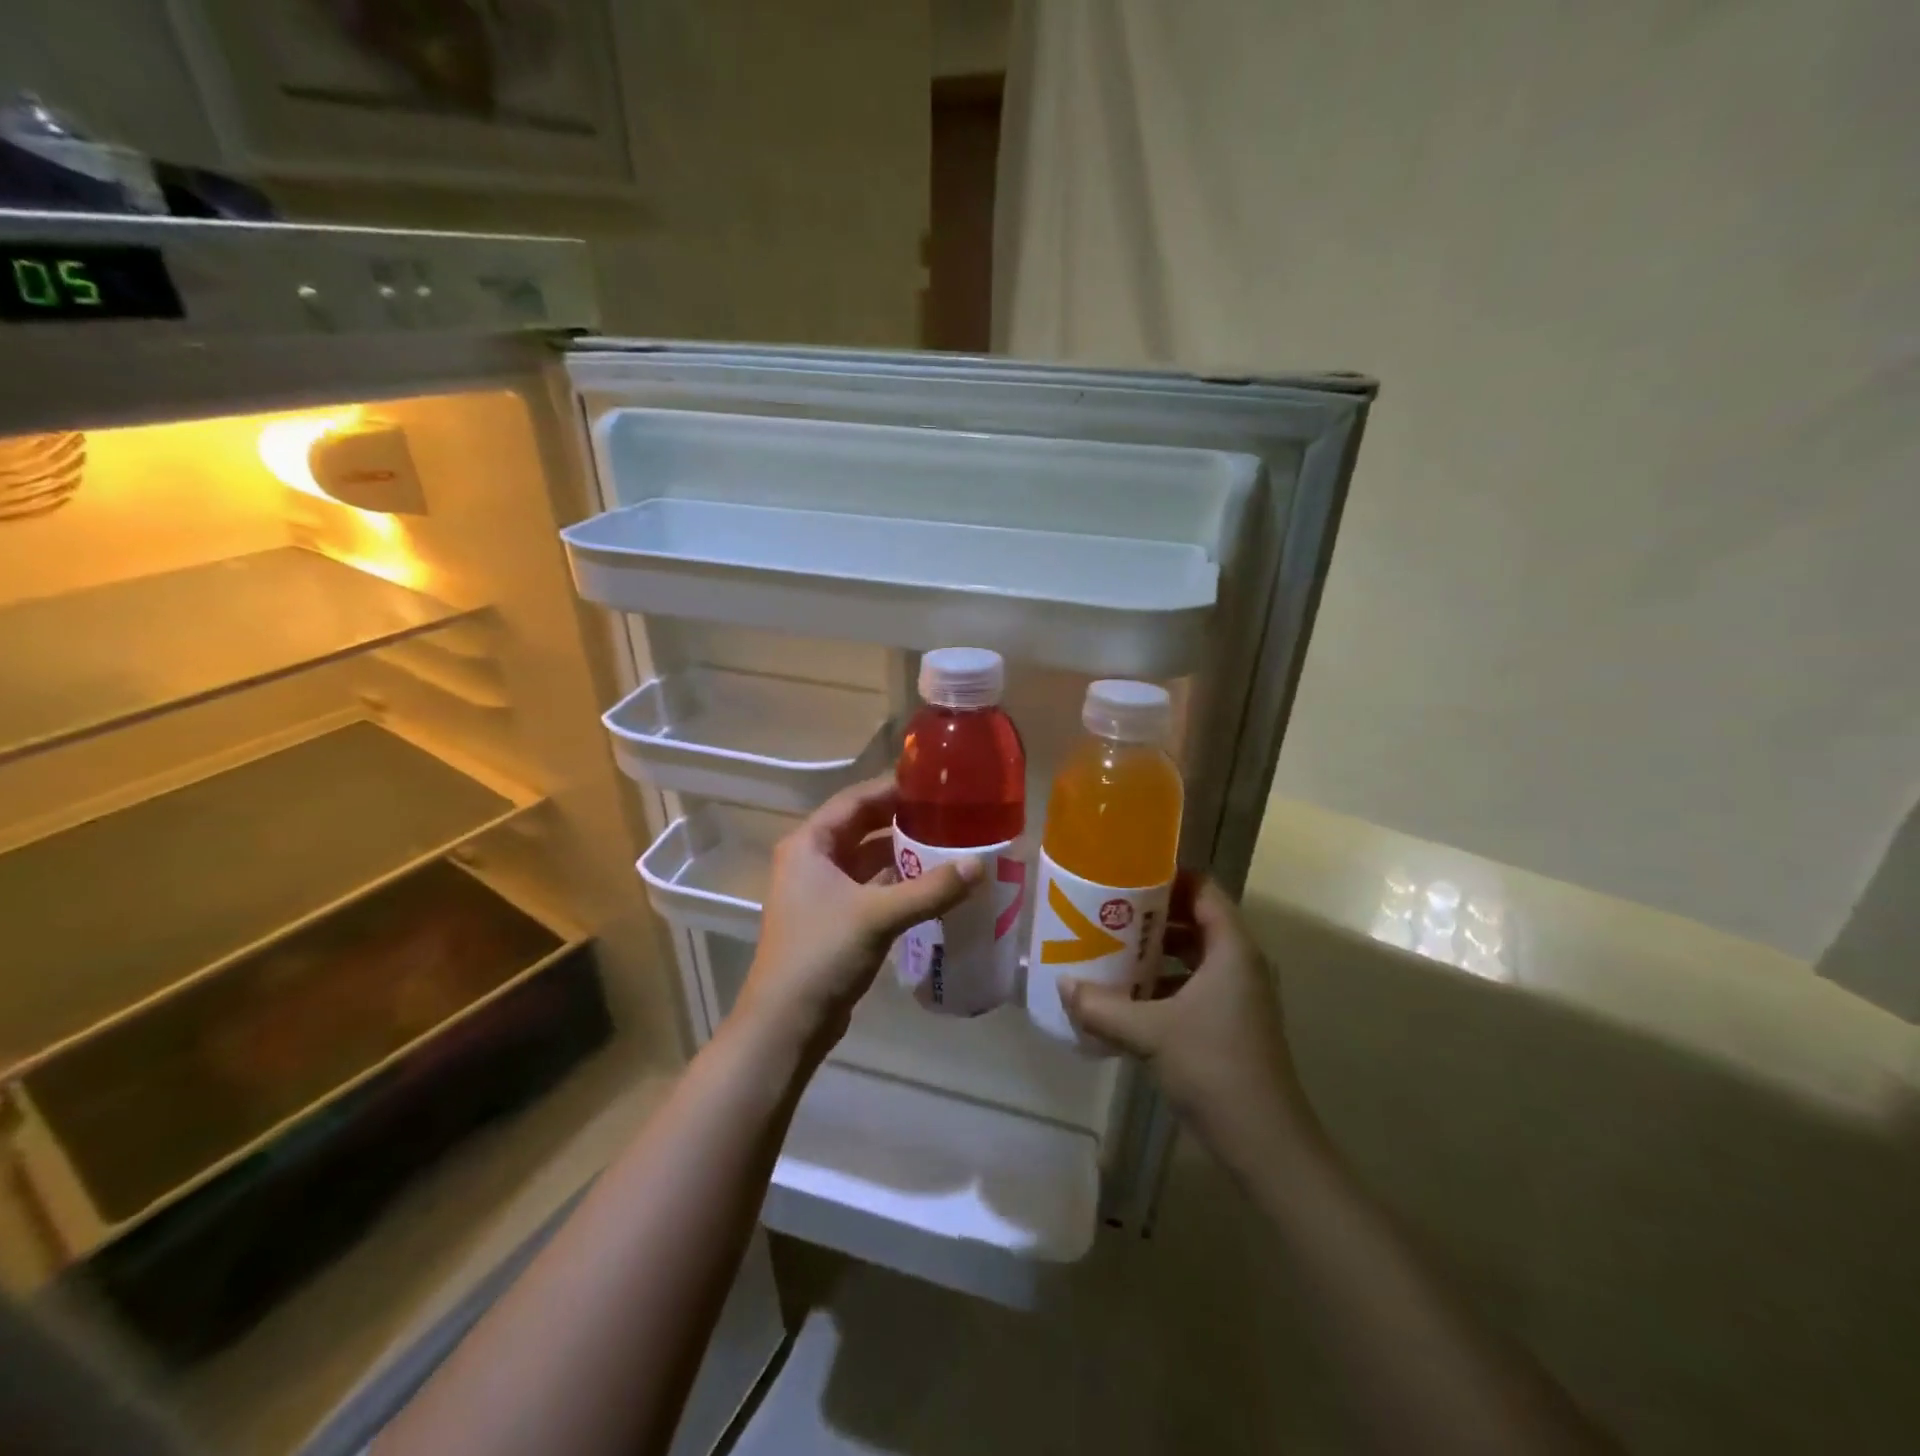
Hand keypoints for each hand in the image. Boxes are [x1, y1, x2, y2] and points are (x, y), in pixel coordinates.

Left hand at [739, 776, 980, 1057]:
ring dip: (902, 854)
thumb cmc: (822, 953)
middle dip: (902, 821)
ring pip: (868, 860)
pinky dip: (898, 884)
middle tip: (948, 813)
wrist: (786, 1023)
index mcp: (809, 844)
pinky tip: (932, 885)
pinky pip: (871, 889)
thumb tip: (980, 865)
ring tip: (948, 844)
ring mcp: (821, 892)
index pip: (855, 801)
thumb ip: (930, 889)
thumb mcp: (878, 915)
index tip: (933, 783)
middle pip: (862, 828)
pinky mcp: (834, 920)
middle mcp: (811, 861)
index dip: (892, 789)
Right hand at [1062, 875, 1311, 1168]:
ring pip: (1194, 956)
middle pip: (1196, 919)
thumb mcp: (1149, 1033)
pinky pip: (1195, 986)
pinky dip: (1165, 984)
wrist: (1265, 1143)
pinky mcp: (1232, 1023)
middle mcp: (1240, 964)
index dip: (1168, 877)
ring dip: (1156, 952)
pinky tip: (1129, 999)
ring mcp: (1239, 996)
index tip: (1126, 877)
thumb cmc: (1212, 1068)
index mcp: (1231, 949)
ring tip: (1111, 950)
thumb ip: (1102, 1007)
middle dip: (1152, 916)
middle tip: (1108, 913)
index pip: (1203, 889)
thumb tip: (1063, 986)